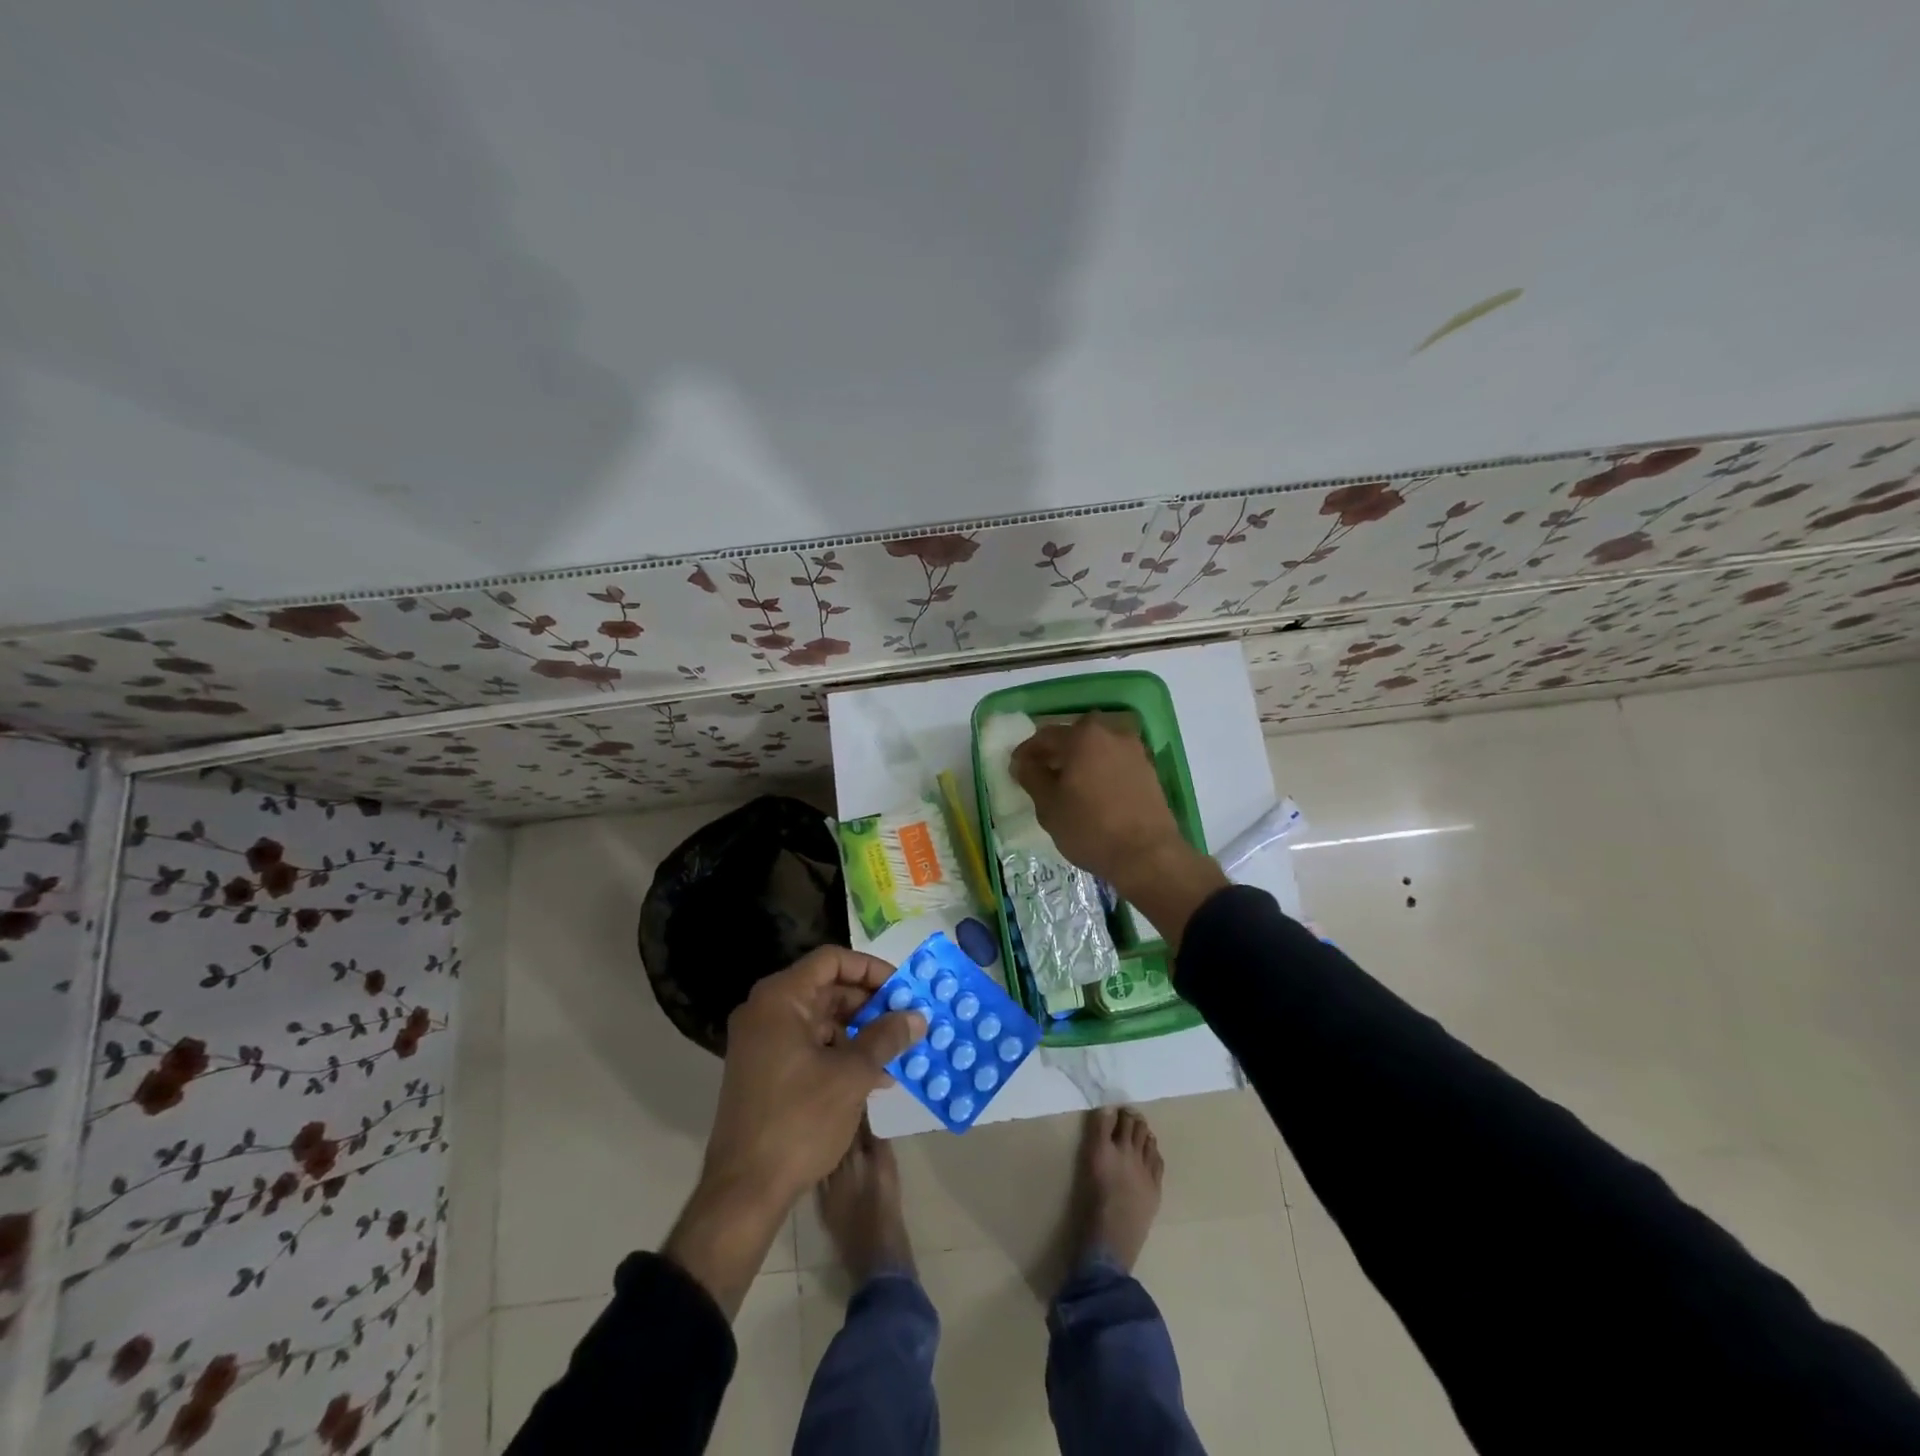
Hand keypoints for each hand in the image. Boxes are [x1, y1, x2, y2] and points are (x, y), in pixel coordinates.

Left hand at [665, 947, 922, 1318]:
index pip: (832, 961)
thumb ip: (886, 1038)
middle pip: (826, 988)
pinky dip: (840, 1054)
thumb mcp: (852, 1075)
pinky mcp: (764, 1069)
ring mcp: (762, 1042)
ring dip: (860, 1033)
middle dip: (870, 1005)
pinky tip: (874, 1078)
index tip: (902, 989)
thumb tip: (917, 1016)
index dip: (871, 969)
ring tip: (896, 1055)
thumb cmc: (799, 1121)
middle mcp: (766, 1011)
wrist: (744, 1191)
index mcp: (780, 999)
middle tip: (905, 1021)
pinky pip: (809, 1045)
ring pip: (821, 1019)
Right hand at [1012, 714, 1227, 947]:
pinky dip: (1100, 769)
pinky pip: (1114, 761)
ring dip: (1080, 759)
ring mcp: (1134, 750)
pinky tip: (1093, 791)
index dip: (1027, 752)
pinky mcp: (1148, 769)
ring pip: (1097, 747)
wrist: (1147, 855)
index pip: (1045, 736)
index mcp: (1083, 736)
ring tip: (1068, 784)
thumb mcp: (1048, 805)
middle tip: (1042, 772)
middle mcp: (1111, 733)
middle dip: (1055, 751)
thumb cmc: (1090, 828)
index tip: (1016, 768)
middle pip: (1074, 736)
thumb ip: (1031, 776)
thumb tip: (1023, 762)